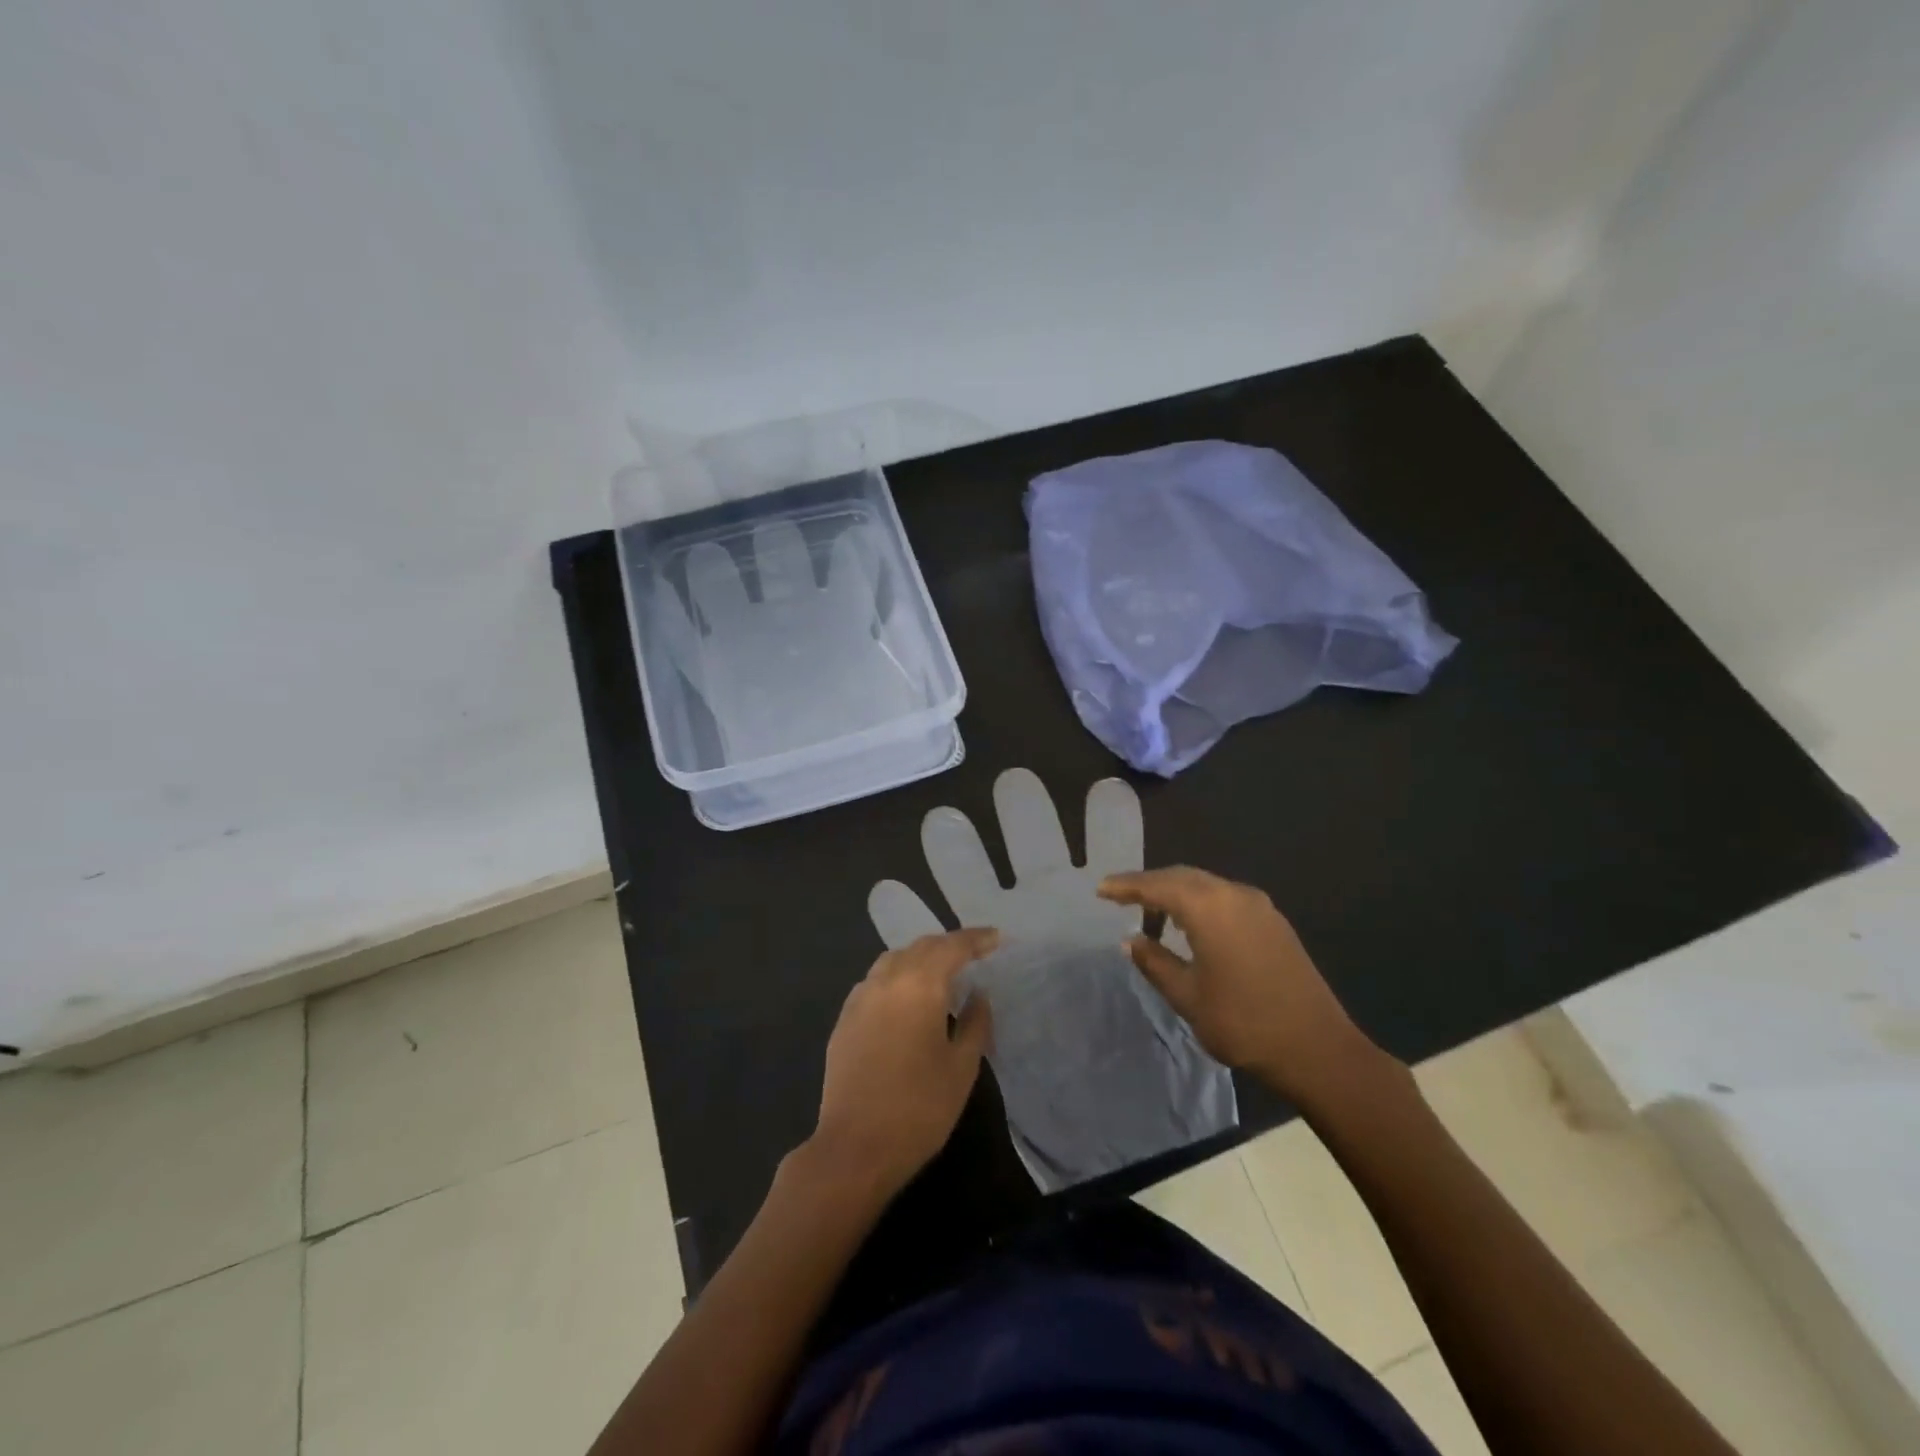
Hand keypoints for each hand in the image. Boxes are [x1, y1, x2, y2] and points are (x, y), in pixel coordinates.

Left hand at [810, 927, 998, 1196]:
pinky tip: (907, 997)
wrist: (854, 1147)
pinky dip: (898, 976)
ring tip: (942, 971)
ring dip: (921, 957)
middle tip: (975, 952)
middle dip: (950, 945)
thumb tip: (978, 995)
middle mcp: (887, 980)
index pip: (953, 947)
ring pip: (894, 959)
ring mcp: (861, 997)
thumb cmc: (919, 1108)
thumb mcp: (962, 1067)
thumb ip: (975, 1023)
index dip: (977, 939)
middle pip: (921, 947)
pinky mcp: (845, 1018)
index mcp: (919, 985)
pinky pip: (876, 980)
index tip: (998, 938)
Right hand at [1098, 867, 1387, 1107]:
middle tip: (1120, 897)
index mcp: (1209, 907)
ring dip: (1176, 893)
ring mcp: (1258, 906)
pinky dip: (1199, 902)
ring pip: (1205, 884)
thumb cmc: (1243, 1022)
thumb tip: (1130, 940)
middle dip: (1149, 884)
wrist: (1317, 1048)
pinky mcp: (1273, 921)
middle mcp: (1234, 894)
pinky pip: (1225, 897)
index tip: (1100, 890)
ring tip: (1151, 914)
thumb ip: (1154, 962)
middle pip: (1182, 876)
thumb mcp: (1187, 996)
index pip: (1157, 885)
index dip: (1126, 886)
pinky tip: (1190, 925)